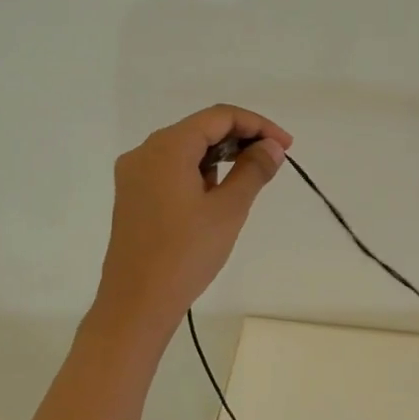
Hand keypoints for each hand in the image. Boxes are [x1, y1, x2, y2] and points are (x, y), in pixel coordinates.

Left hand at [90, 105, 291, 341]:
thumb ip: (253, 170)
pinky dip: (199, 173)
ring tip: (249, 180)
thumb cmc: (185, 253)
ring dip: (220, 157)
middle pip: (200, 129)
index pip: (219, 117)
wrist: (136, 303)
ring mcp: (134, 175)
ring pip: (185, 150)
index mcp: (167, 147)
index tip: (286, 147)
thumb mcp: (228, 210)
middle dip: (240, 139)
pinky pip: (171, 170)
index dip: (257, 125)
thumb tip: (271, 147)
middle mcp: (145, 152)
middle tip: (273, 161)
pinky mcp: (132, 196)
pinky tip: (217, 195)